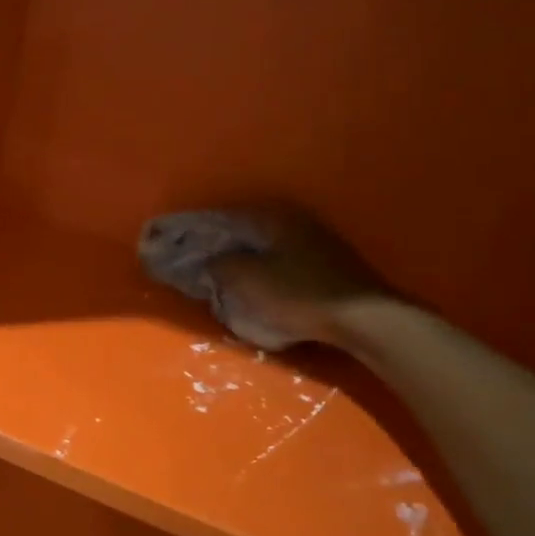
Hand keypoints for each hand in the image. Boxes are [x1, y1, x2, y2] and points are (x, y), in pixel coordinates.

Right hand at [138, 205, 389, 350]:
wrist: (361, 318)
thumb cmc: (297, 295)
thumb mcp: (246, 281)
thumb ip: (220, 266)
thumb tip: (208, 260)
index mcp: (270, 217)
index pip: (221, 218)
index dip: (195, 232)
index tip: (173, 244)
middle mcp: (291, 220)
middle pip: (242, 231)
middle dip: (217, 245)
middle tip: (194, 262)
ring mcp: (313, 240)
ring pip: (262, 246)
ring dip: (241, 258)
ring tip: (220, 276)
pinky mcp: (325, 263)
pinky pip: (280, 261)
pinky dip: (262, 269)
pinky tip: (254, 285)